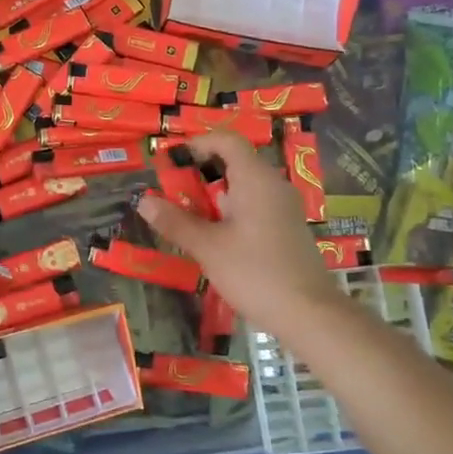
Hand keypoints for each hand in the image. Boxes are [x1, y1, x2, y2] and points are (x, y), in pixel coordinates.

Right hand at [137, 130, 341, 336]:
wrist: (309, 313)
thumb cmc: (255, 272)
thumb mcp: (207, 247)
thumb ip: (175, 221)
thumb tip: (144, 201)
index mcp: (255, 179)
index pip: (226, 140)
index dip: (197, 143)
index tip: (171, 162)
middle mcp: (273, 185)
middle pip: (234, 161)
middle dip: (200, 172)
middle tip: (172, 191)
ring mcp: (283, 206)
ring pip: (244, 185)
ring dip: (213, 194)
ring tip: (187, 215)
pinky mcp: (286, 227)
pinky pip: (254, 204)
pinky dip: (230, 209)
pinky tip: (214, 235)